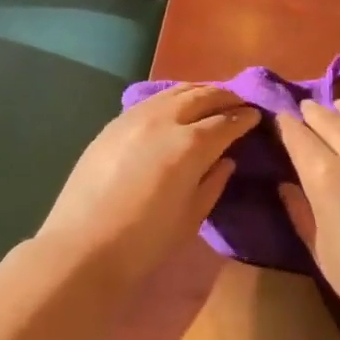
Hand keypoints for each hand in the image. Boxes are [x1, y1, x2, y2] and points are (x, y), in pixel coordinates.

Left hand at [37, 84, 257, 292]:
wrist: (82, 247)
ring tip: (211, 98)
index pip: (226, 122)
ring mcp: (135, 117)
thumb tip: (225, 159)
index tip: (257, 116)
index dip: (244, 118)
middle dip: (225, 97)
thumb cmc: (145, 241)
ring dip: (199, 91)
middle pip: (202, 96)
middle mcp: (165, 120)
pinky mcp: (114, 123)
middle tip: (240, 102)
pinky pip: (151, 100)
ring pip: (175, 91)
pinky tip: (175, 106)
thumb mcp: (191, 216)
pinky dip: (171, 98)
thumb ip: (213, 182)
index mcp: (190, 145)